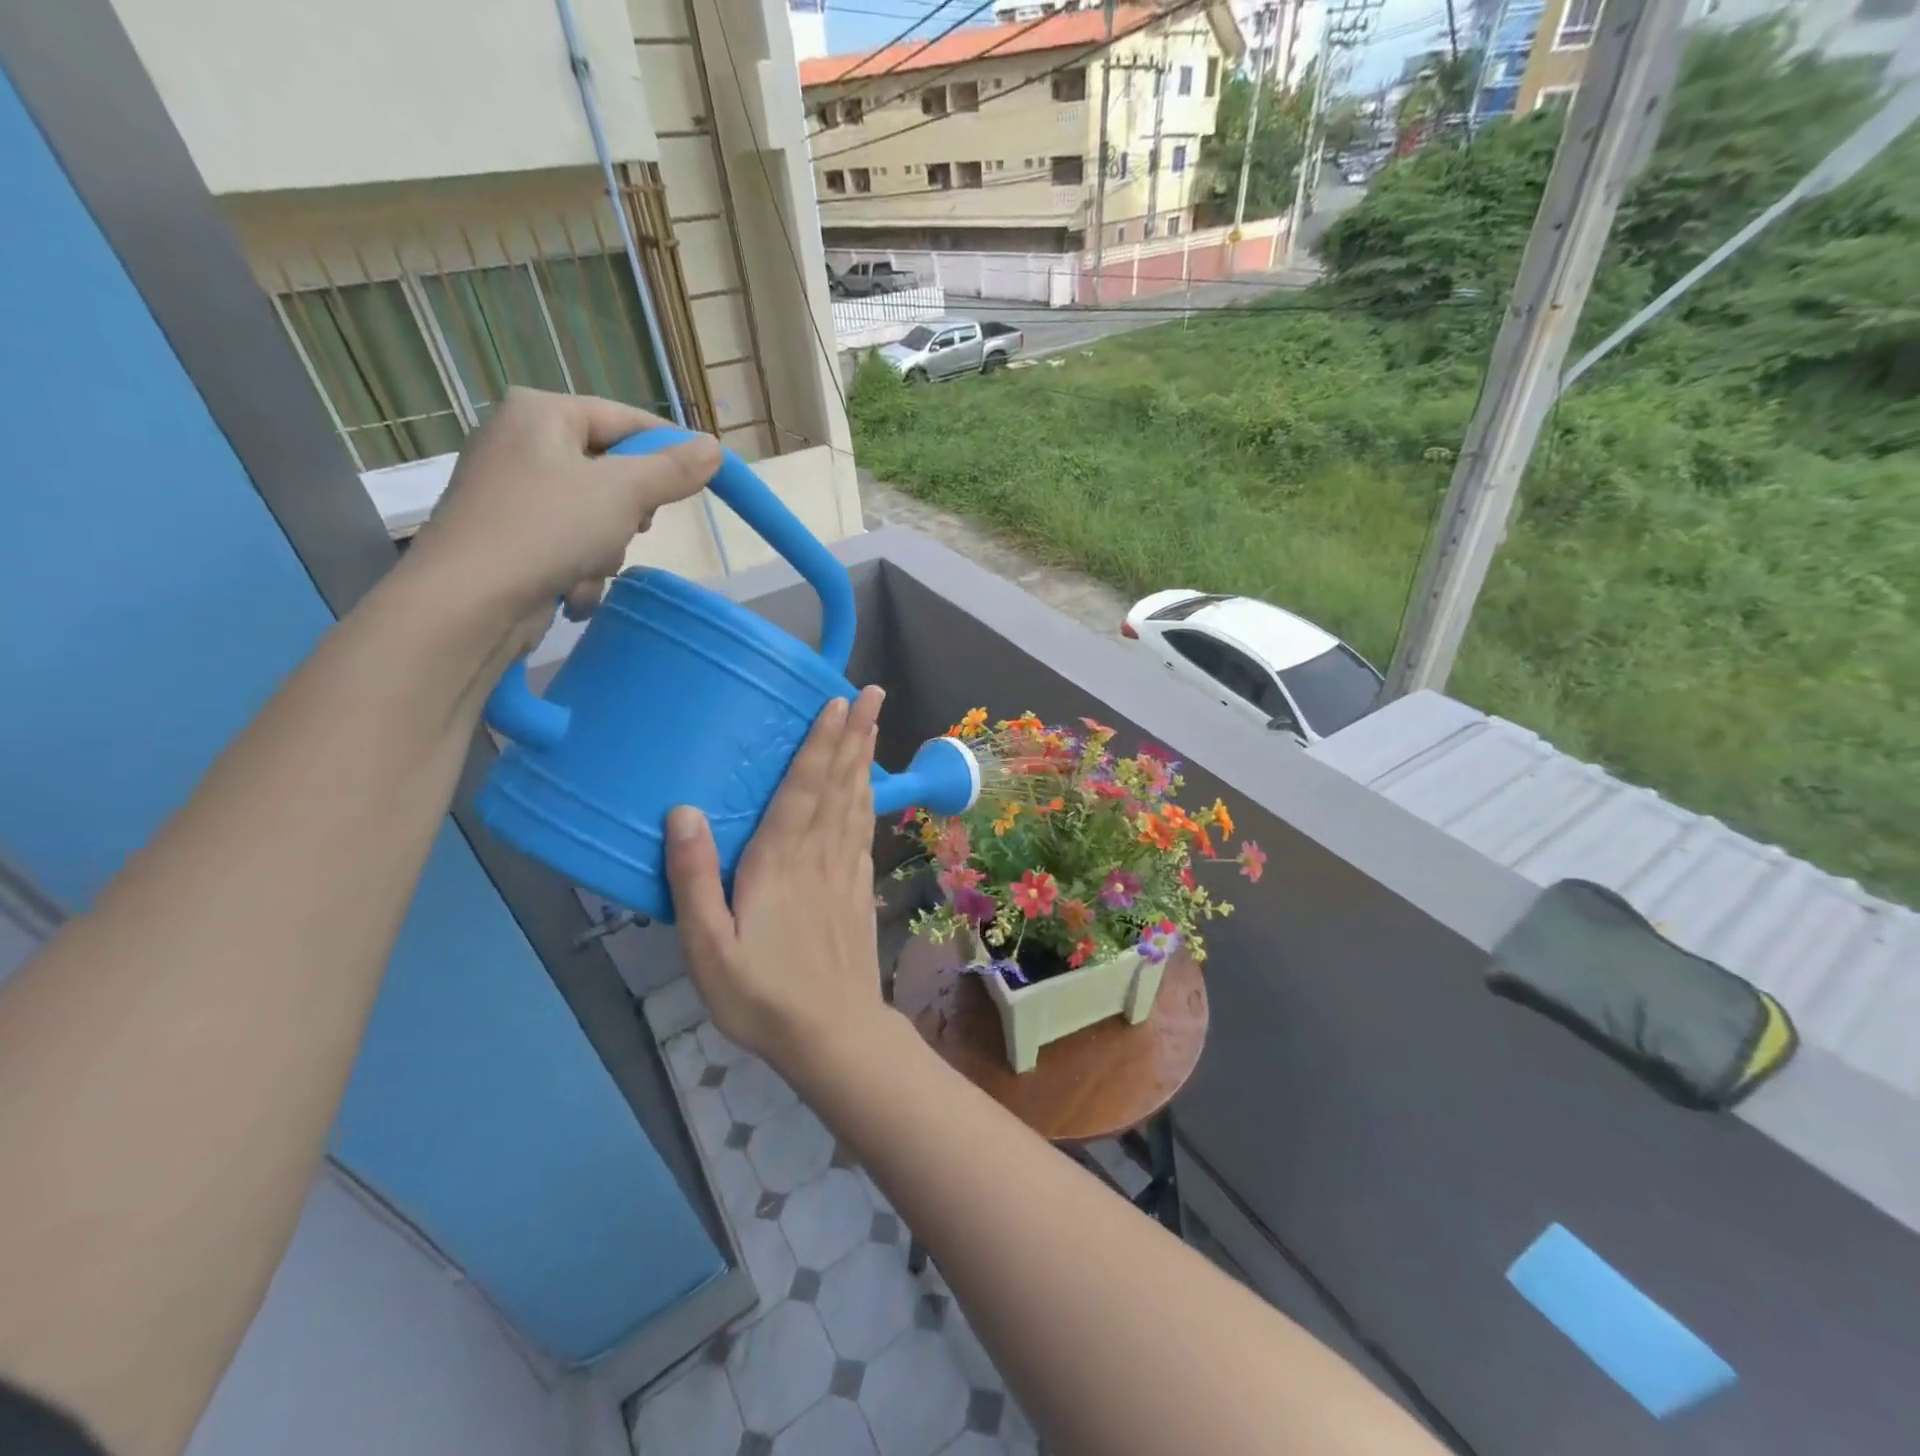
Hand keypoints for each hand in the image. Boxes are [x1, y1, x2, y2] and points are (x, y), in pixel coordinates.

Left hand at [403, 387, 720, 654]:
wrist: (469, 602)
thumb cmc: (548, 528)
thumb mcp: (624, 493)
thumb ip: (673, 469)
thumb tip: (714, 447)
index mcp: (541, 413)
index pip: (626, 419)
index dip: (670, 448)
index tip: (704, 479)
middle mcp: (521, 442)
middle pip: (612, 471)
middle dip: (628, 512)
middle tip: (631, 527)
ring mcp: (512, 493)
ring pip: (596, 515)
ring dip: (605, 550)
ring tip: (589, 566)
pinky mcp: (509, 537)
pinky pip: (569, 543)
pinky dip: (579, 568)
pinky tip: (570, 589)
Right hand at [667, 687, 889, 1076]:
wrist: (832, 1034)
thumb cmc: (761, 994)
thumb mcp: (708, 947)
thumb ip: (694, 879)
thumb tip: (682, 812)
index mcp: (780, 862)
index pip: (803, 789)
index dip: (819, 744)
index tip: (836, 702)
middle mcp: (819, 856)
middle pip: (839, 785)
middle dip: (855, 735)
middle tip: (873, 692)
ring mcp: (846, 872)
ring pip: (857, 803)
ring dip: (864, 759)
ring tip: (873, 724)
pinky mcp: (859, 891)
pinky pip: (865, 832)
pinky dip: (869, 801)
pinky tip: (870, 791)